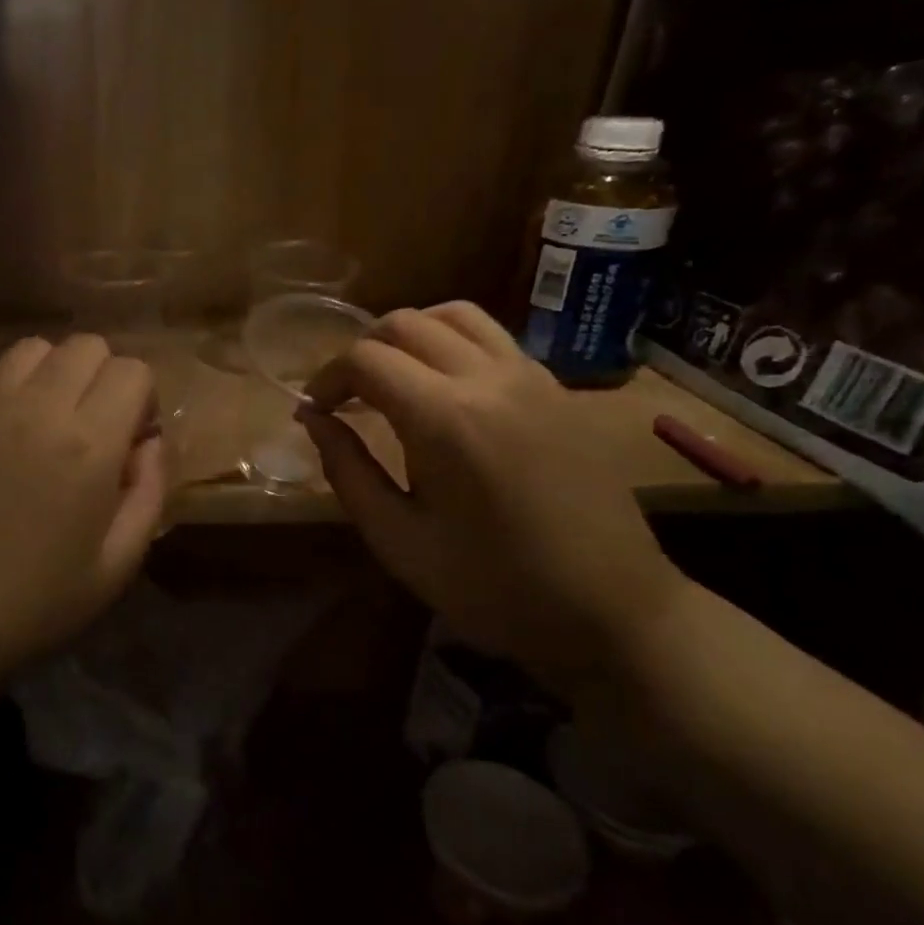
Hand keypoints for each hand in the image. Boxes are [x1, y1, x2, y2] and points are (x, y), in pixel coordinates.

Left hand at [0, 334, 166, 677]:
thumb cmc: (28, 606)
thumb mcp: (114, 567)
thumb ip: (149, 493)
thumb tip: (150, 442)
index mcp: (87, 445)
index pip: (131, 370)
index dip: (142, 400)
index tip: (132, 439)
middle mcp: (36, 408)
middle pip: (86, 346)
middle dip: (104, 378)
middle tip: (96, 429)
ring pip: (35, 349)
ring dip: (56, 374)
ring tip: (49, 424)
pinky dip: (12, 392)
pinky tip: (3, 440)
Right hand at [298, 303, 686, 695]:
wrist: (611, 610)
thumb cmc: (492, 586)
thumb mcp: (398, 539)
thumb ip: (347, 470)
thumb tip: (312, 418)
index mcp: (445, 419)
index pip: (366, 359)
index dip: (327, 377)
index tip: (315, 411)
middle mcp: (489, 378)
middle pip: (406, 323)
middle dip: (362, 351)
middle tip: (346, 396)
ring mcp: (531, 377)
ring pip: (455, 314)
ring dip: (409, 334)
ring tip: (392, 378)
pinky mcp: (557, 388)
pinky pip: (494, 337)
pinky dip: (452, 342)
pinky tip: (444, 389)